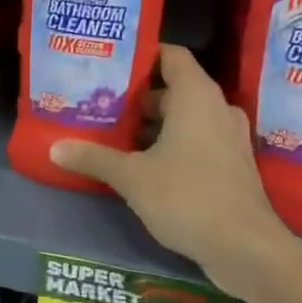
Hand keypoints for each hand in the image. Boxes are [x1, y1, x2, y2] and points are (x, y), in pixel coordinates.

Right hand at [49, 44, 293, 278]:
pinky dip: (169, 142)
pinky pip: (195, 138)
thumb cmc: (188, 197)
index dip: (142, 54)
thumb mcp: (132, 177)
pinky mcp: (230, 163)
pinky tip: (139, 161)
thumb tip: (55, 148)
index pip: (171, 55)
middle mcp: (216, 108)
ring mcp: (227, 137)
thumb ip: (94, 157)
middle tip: (99, 102)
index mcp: (195, 97)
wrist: (246, 248)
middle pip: (173, 87)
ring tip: (112, 131)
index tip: (110, 63)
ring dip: (151, 123)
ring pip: (183, 116)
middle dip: (136, 95)